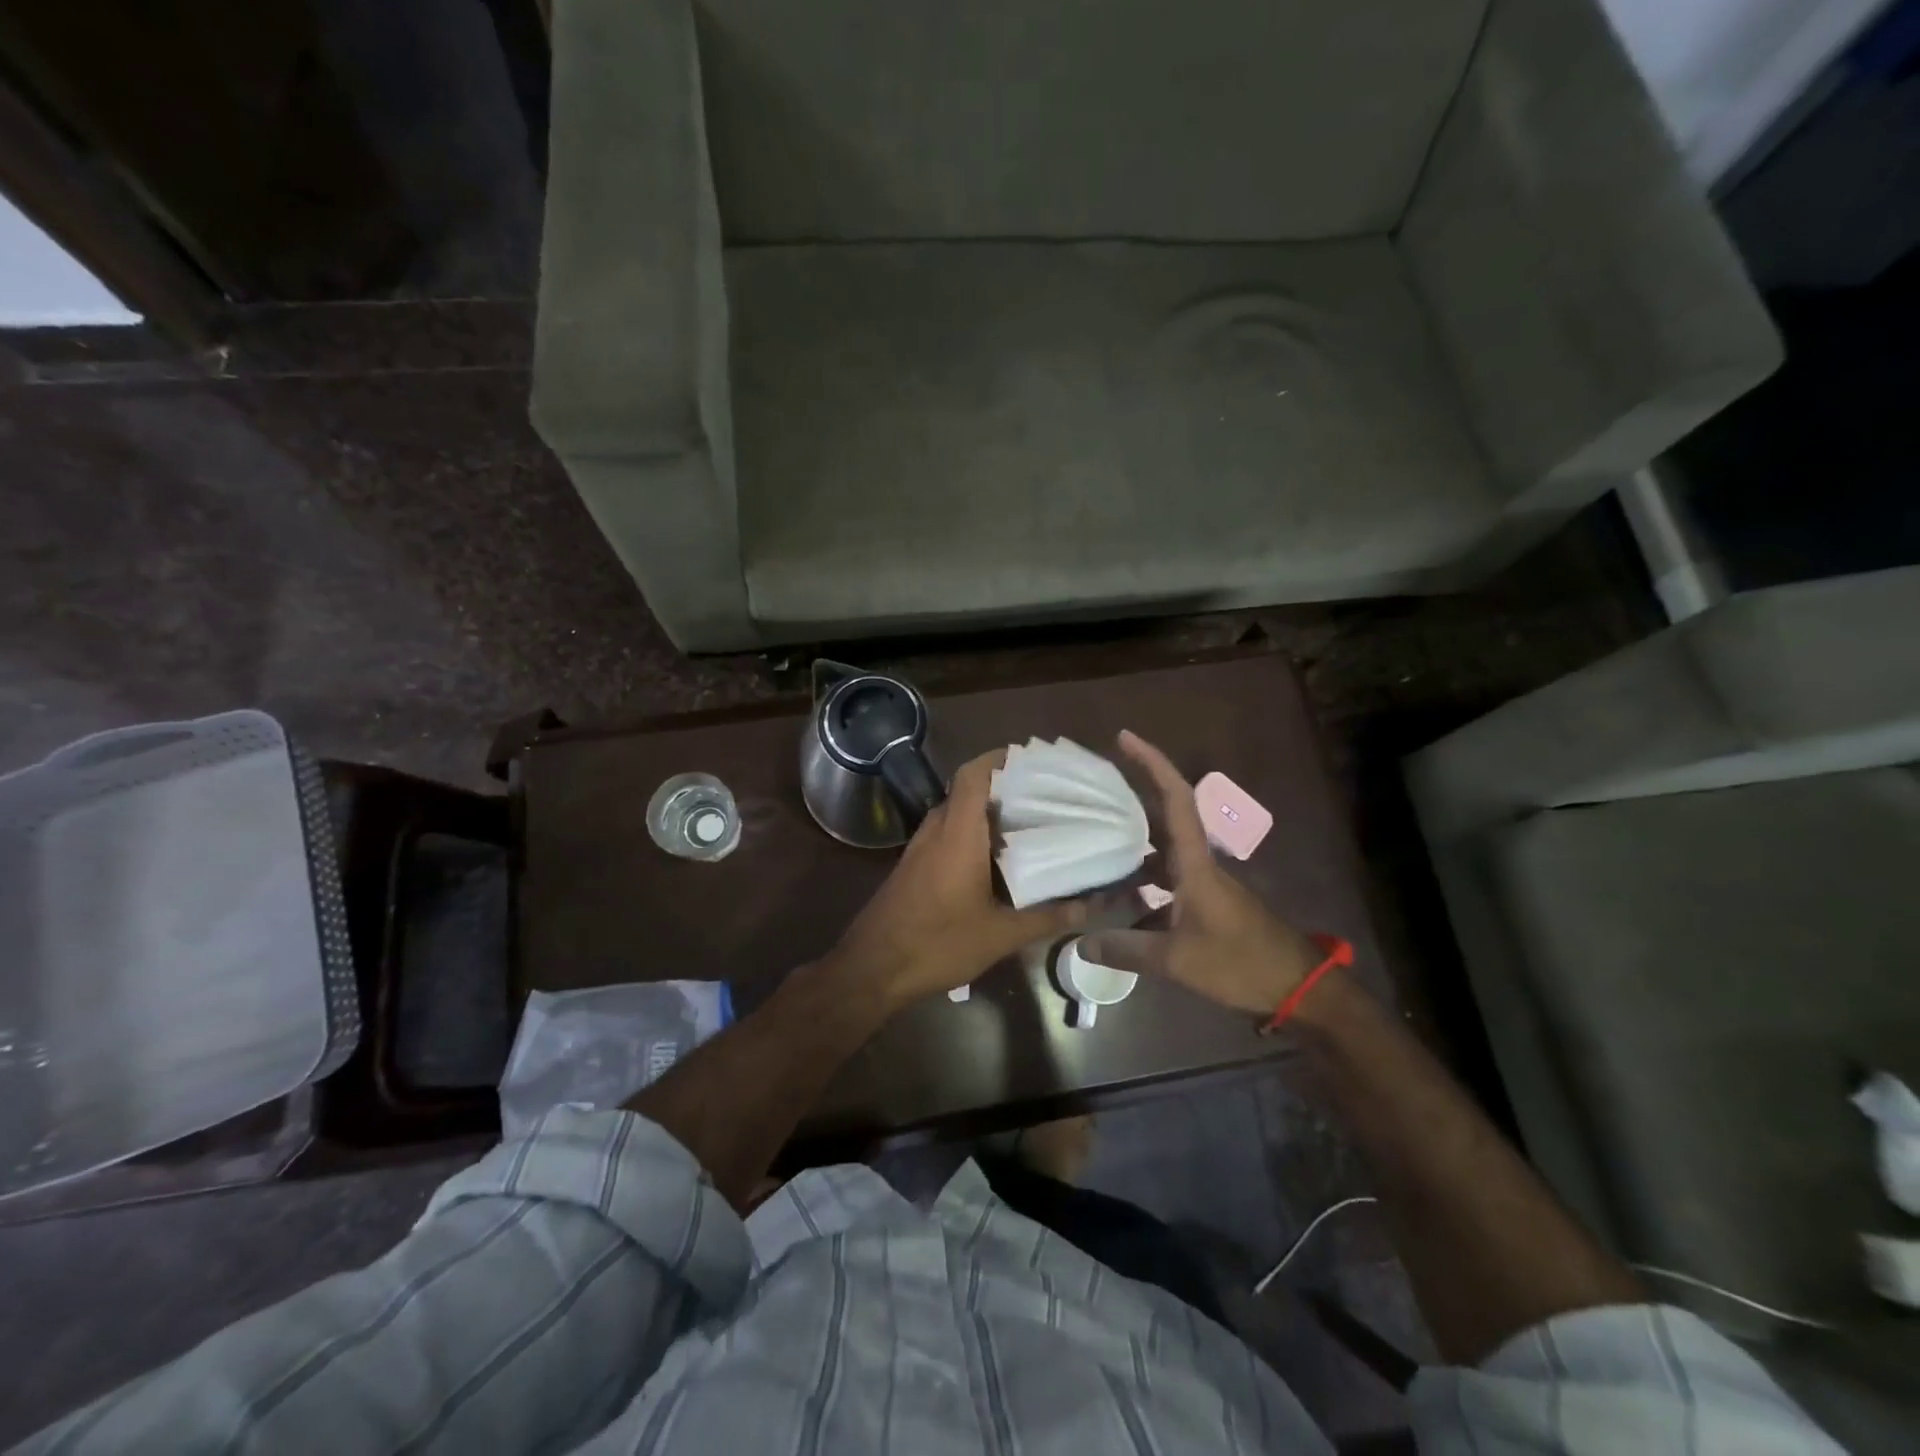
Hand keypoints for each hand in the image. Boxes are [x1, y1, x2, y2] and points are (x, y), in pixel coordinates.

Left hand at [828, 749, 1087, 1009]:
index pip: (973, 774)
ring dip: (988, 812)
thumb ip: (1047, 917)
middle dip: (1004, 787)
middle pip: (968, 790)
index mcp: (957, 833)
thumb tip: (1091, 906)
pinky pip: (947, 834)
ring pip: (957, 813)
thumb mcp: (1000, 935)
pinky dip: (973, 834)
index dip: (1000, 758)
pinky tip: (999, 859)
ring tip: (1030, 822)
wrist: (872, 969)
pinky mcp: (914, 866)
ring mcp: (920, 848)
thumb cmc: (937, 943)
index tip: (1033, 760)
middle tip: (1045, 795)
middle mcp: (936, 830)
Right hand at [1081, 731, 1317, 1015]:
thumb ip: (1127, 950)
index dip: (1152, 764)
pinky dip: (1142, 882)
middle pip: (1163, 817)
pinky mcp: (1207, 903)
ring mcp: (1204, 883)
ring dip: (1132, 846)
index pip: (1175, 798)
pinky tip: (1119, 903)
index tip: (1125, 738)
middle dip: (1131, 797)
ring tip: (1093, 847)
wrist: (1297, 987)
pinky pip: (1167, 879)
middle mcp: (1198, 863)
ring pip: (1162, 851)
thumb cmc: (1240, 963)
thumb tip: (1079, 944)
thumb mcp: (1177, 960)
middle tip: (1093, 791)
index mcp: (1195, 863)